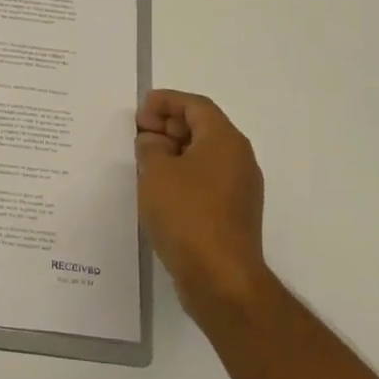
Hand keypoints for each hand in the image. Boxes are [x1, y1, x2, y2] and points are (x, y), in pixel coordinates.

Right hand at [136, 90, 275, 323]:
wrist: (220, 276)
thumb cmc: (187, 214)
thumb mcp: (156, 172)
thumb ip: (150, 148)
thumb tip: (154, 142)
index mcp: (225, 140)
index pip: (195, 106)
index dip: (166, 101)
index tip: (139, 110)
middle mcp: (239, 159)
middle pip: (203, 128)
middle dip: (169, 125)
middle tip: (138, 134)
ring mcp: (239, 188)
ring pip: (204, 156)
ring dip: (174, 152)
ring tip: (143, 160)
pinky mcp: (233, 214)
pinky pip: (206, 180)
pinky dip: (183, 175)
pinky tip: (159, 189)